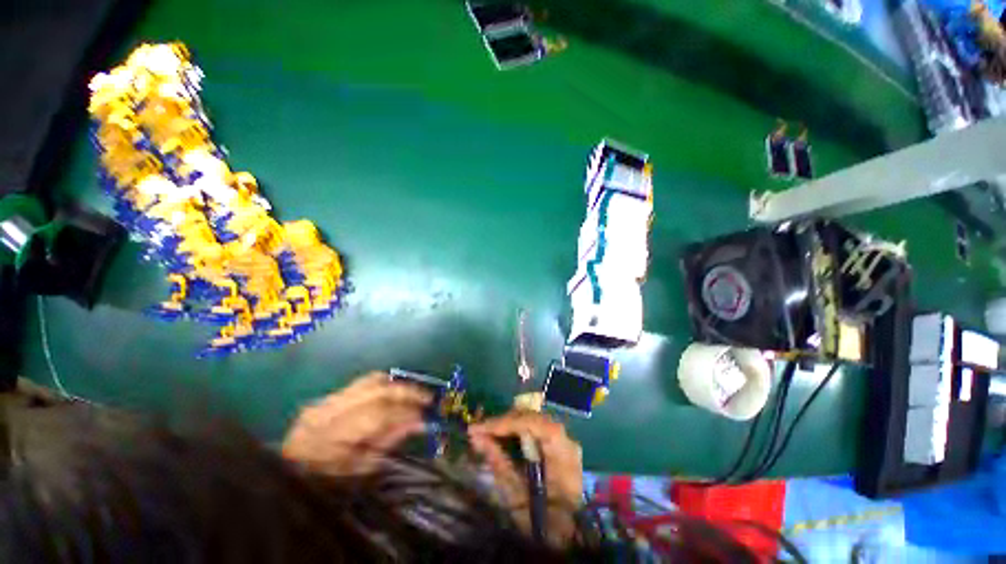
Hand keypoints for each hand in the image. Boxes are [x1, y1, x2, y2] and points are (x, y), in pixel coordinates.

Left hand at [282, 372, 431, 475]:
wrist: (287, 472)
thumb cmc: (325, 481)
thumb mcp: (360, 469)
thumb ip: (389, 441)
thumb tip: (419, 421)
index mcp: (334, 436)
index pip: (380, 414)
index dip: (407, 412)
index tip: (427, 415)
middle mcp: (331, 410)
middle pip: (378, 391)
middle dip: (408, 392)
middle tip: (428, 398)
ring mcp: (328, 399)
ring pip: (372, 380)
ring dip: (397, 385)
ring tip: (414, 393)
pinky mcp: (329, 395)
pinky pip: (363, 382)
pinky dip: (384, 384)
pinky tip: (394, 391)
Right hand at [468, 411, 582, 544]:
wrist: (570, 538)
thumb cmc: (543, 522)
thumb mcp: (516, 496)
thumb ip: (498, 461)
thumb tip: (476, 437)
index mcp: (562, 452)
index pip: (533, 423)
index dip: (505, 422)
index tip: (479, 429)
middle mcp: (565, 439)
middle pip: (531, 417)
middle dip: (503, 422)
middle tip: (478, 431)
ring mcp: (563, 440)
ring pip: (531, 419)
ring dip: (507, 424)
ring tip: (485, 432)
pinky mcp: (557, 444)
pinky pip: (533, 428)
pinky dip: (515, 430)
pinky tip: (500, 435)